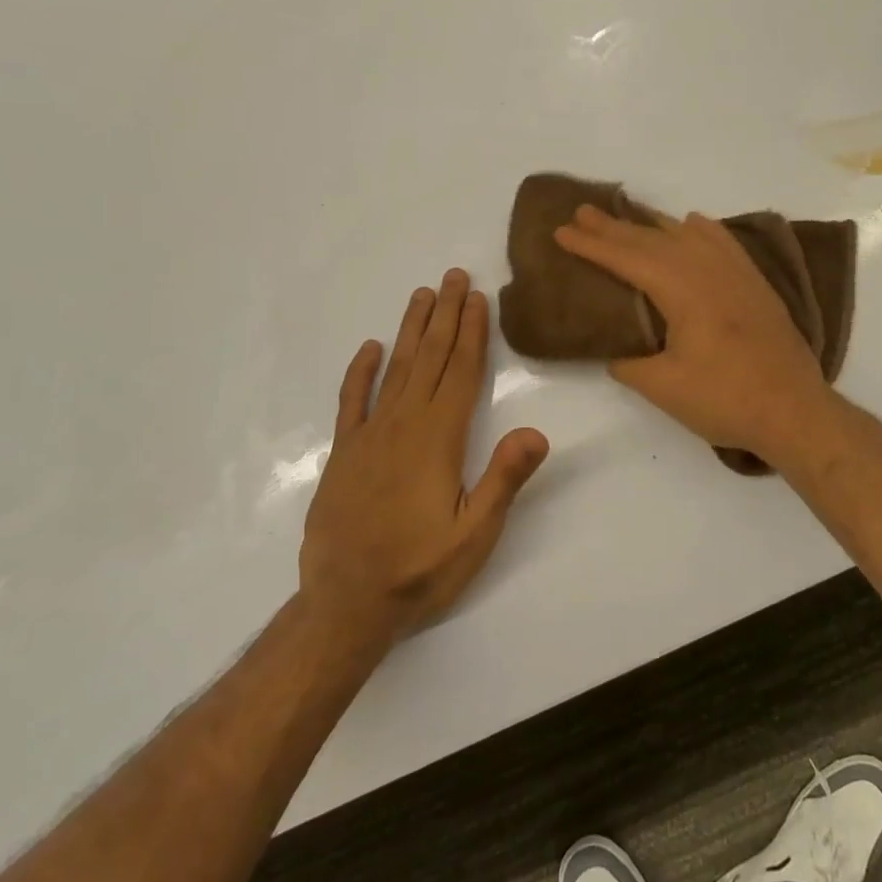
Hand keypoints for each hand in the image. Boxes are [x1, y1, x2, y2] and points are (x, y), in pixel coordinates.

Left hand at [299, 270, 548, 646]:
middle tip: (452, 276)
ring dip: (410, 331)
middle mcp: (403, 426)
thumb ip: (504, 480)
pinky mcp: (344, 454)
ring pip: (395, 370)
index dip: (471, 333)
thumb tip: (537, 431)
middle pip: (429, 359)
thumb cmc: (420, 570)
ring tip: (421, 295)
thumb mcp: (475, 535)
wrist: (345, 605)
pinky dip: (360, 372)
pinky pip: (352, 402)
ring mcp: (369, 437)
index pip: (460, 373)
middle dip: (444, 316)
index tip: (477, 298)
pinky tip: (370, 348)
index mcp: (438, 440)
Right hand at [554, 205, 835, 466]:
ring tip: (627, 214)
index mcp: (681, 289)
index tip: (561, 230)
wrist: (794, 410)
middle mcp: (708, 269)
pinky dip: (700, 229)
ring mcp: (736, 273)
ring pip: (686, 235)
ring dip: (652, 224)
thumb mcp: (663, 387)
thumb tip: (617, 353)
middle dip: (614, 226)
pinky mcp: (754, 284)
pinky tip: (692, 224)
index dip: (591, 245)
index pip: (626, 258)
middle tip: (582, 211)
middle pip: (652, 239)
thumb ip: (630, 364)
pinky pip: (722, 242)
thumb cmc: (725, 399)